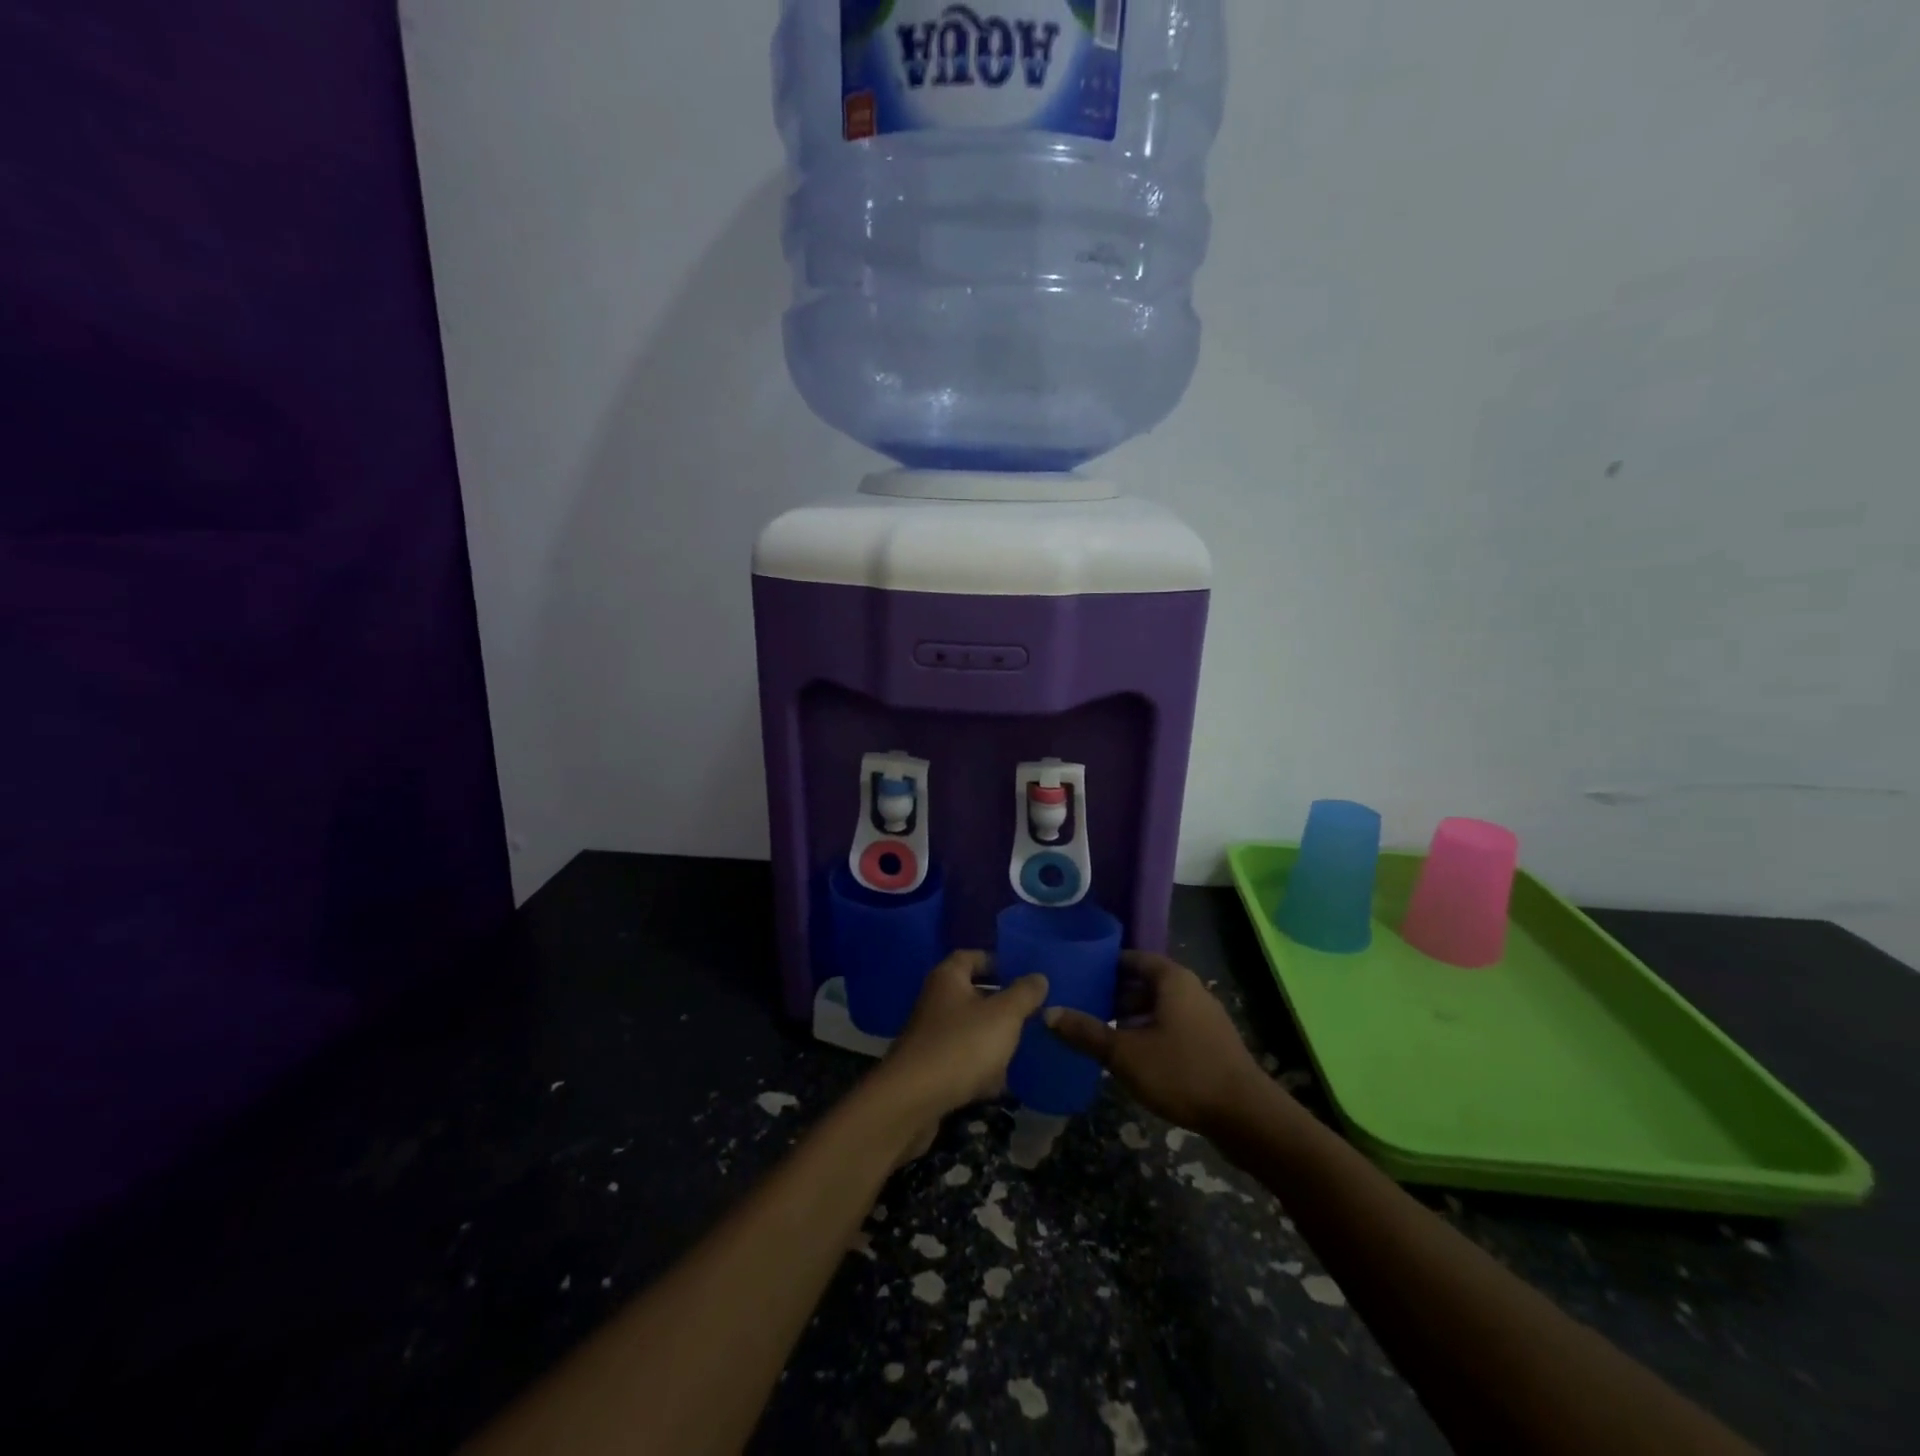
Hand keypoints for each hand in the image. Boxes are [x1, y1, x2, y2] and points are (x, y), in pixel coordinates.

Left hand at [875, 951, 1048, 1138]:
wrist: (913, 1100)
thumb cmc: (962, 1045)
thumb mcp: (1003, 1015)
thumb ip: (1024, 994)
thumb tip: (1038, 976)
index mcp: (948, 978)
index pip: (971, 956)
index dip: (996, 961)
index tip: (1022, 973)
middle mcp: (935, 1001)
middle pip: (971, 994)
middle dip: (1000, 1004)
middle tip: (1031, 1012)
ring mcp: (930, 1035)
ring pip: (968, 1029)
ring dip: (992, 1038)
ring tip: (1022, 1047)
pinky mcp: (930, 1068)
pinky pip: (961, 1059)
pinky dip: (979, 1068)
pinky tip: (999, 1083)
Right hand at [1044, 951, 1265, 1135]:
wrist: (1247, 1117)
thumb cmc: (1182, 1072)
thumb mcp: (1125, 1054)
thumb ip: (1086, 1033)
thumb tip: (1048, 1013)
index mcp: (1172, 979)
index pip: (1132, 958)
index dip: (1104, 966)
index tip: (1078, 976)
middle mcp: (1190, 990)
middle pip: (1145, 983)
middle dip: (1114, 995)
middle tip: (1083, 1007)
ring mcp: (1204, 1018)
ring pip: (1159, 1008)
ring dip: (1131, 1018)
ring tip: (1101, 1035)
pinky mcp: (1211, 1044)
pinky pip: (1172, 1027)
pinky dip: (1150, 1034)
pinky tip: (1131, 1058)